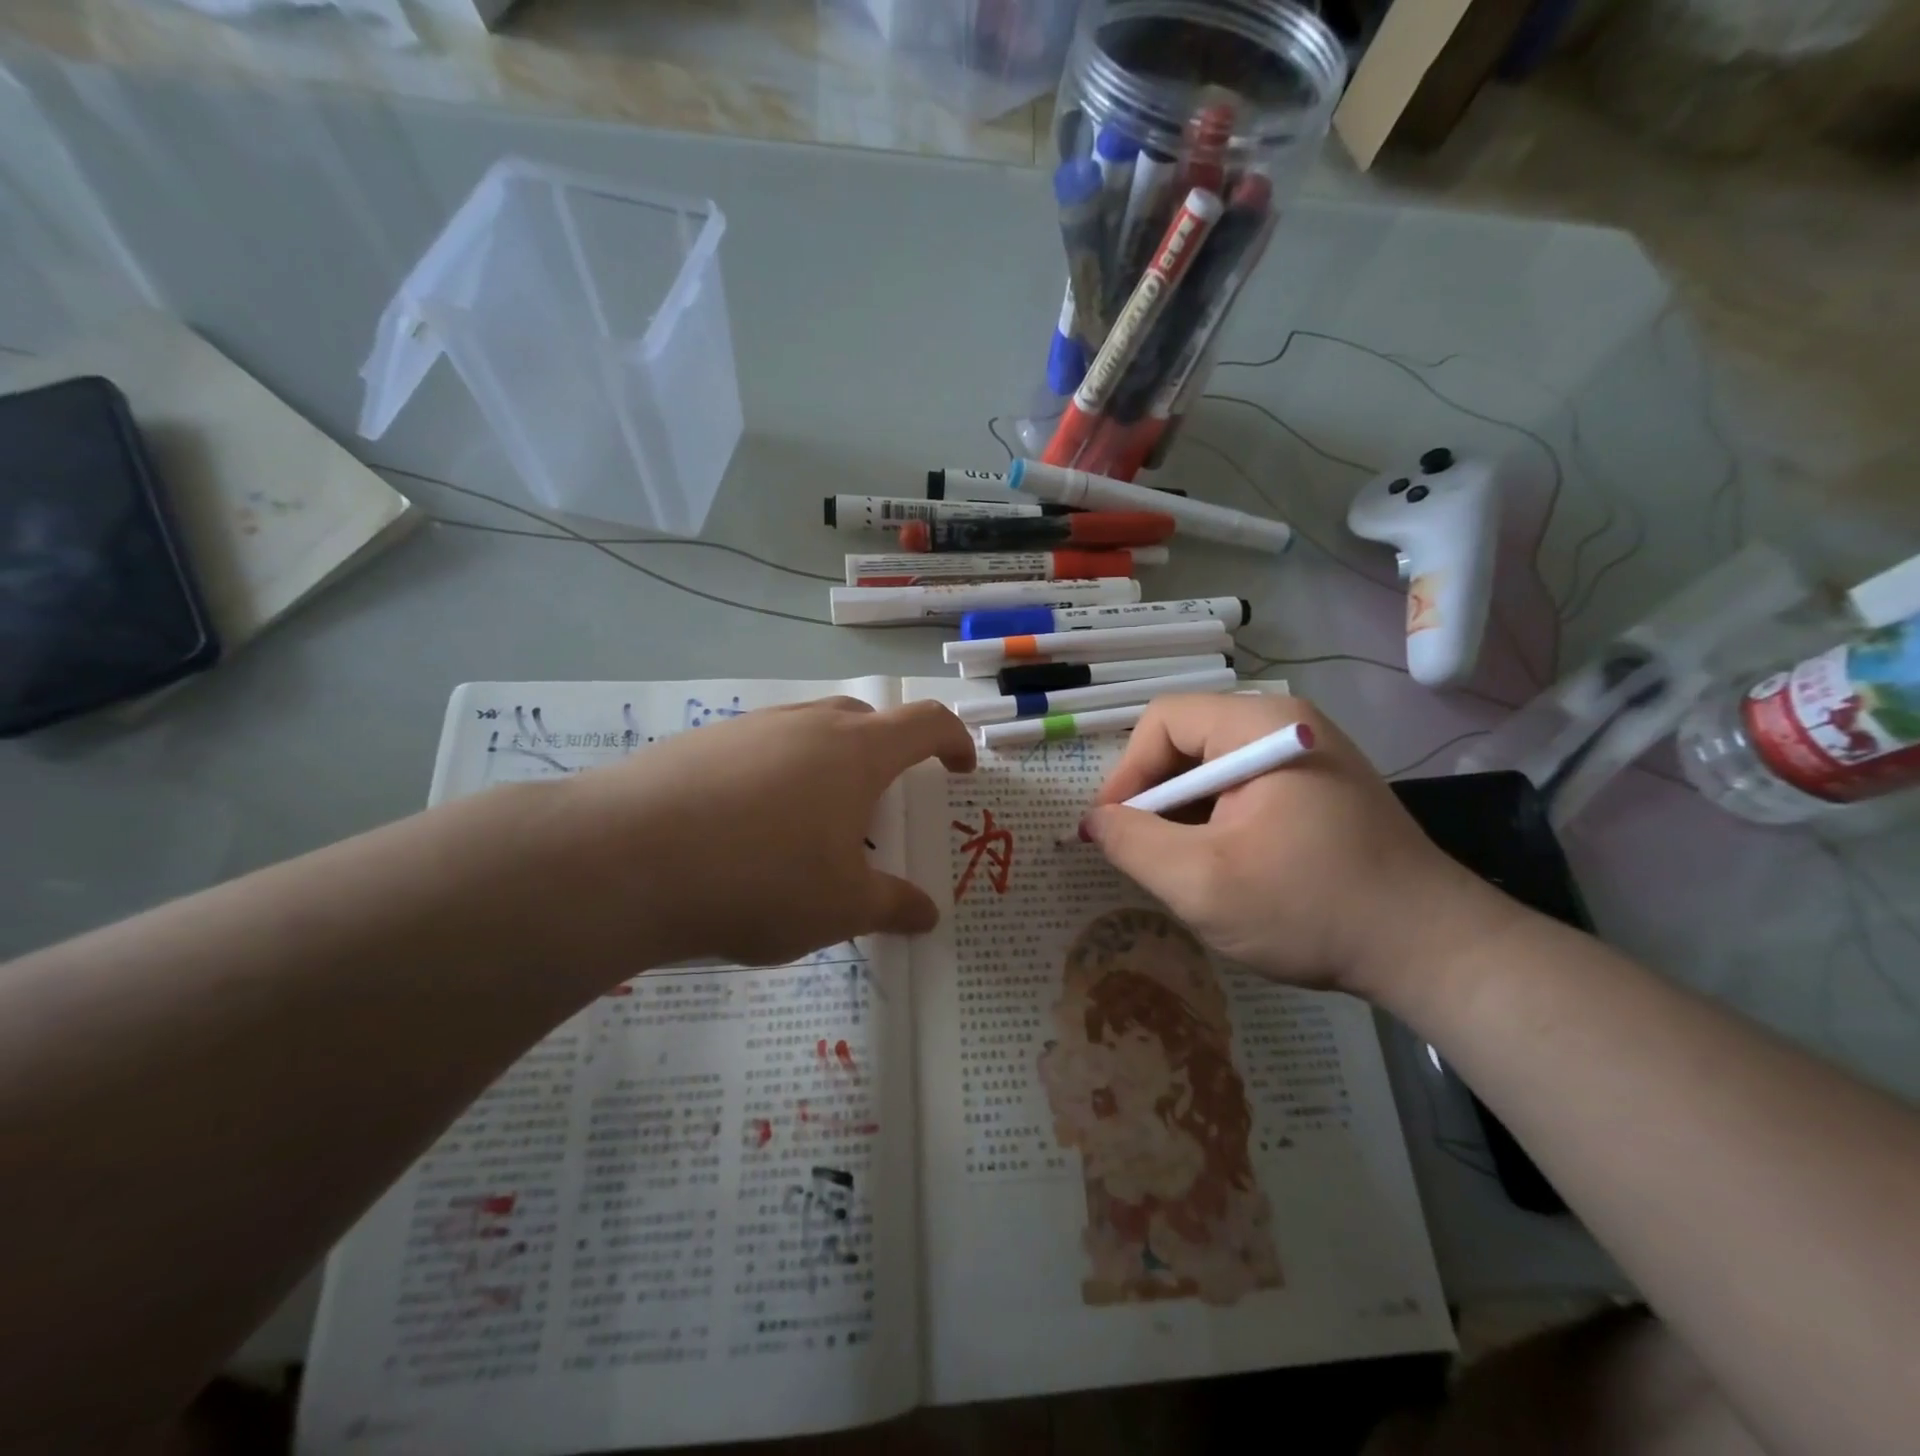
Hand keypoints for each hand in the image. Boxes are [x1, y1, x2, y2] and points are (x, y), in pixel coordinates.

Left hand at [535, 697, 974, 967]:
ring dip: (827, 764)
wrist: (623, 859)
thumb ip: (892, 906)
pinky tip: (749, 826)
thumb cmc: (760, 878)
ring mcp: (749, 727)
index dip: (953, 740)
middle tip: (882, 802)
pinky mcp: (700, 743)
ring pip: (808, 731)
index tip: (960, 768)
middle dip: (888, 753)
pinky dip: (775, 776)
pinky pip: (759, 748)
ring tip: (813, 821)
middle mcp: (806, 724)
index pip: (925, 723)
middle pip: (865, 720)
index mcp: (856, 751)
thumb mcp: (840, 907)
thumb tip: (928, 915)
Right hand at [1079, 695, 1516, 998]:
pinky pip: (1244, 788)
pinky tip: (1224, 865)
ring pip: (1213, 768)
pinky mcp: (1319, 787)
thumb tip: (1093, 821)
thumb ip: (1132, 843)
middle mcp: (1286, 724)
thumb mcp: (1202, 882)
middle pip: (1187, 741)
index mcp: (1261, 726)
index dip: (1126, 773)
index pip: (1162, 721)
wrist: (1433, 950)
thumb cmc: (1311, 908)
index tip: (1114, 830)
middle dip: (1155, 798)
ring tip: (1184, 866)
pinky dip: (1217, 822)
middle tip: (1145, 853)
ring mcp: (1308, 754)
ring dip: (1185, 814)